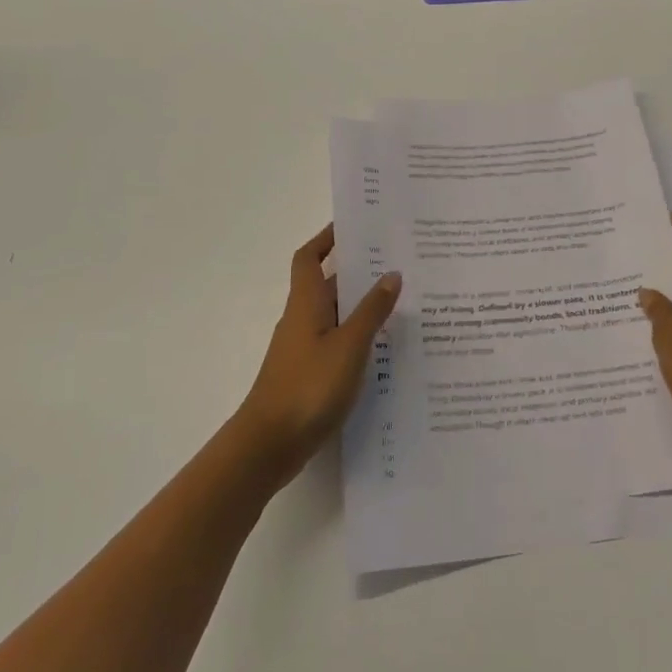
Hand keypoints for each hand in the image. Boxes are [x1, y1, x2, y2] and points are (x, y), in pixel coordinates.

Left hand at [235, 224, 400, 487]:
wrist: (268, 445)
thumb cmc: (308, 386)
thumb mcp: (349, 345)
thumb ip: (371, 311)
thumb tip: (391, 274)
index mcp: (306, 303)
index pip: (310, 258)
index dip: (326, 238)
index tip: (354, 226)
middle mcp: (302, 319)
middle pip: (328, 284)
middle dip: (358, 271)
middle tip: (397, 262)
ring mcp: (304, 348)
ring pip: (335, 315)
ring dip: (361, 306)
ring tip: (402, 301)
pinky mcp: (308, 374)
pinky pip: (336, 342)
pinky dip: (357, 337)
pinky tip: (385, 348)